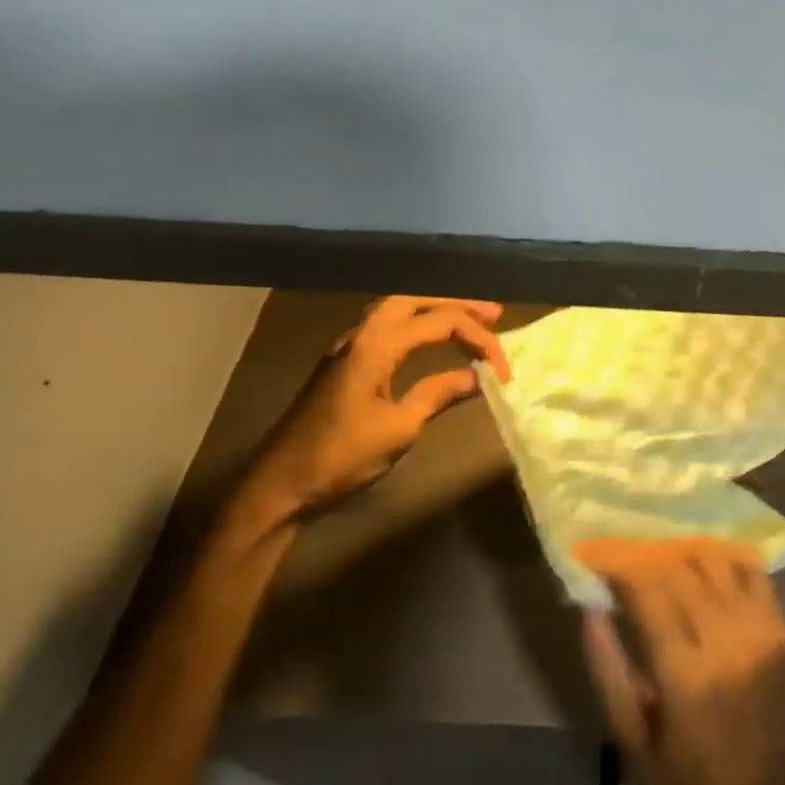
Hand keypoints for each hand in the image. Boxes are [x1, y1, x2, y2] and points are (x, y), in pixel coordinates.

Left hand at [228, 296, 510, 531]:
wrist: (280, 484)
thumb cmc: (341, 457)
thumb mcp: (399, 428)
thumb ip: (438, 394)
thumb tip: (476, 377)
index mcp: (375, 346)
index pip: (440, 324)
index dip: (479, 340)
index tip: (504, 370)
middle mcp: (361, 335)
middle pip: (415, 300)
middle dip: (457, 304)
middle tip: (493, 315)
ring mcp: (348, 348)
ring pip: (397, 310)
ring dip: (434, 310)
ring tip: (469, 320)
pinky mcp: (344, 364)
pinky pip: (386, 327)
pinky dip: (416, 324)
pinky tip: (429, 339)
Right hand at [575, 538, 784, 784]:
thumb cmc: (686, 782)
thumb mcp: (631, 736)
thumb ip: (607, 665)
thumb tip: (589, 605)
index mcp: (687, 674)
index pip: (648, 589)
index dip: (616, 564)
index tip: (591, 555)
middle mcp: (728, 641)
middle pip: (679, 568)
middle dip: (641, 553)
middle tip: (616, 554)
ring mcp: (761, 630)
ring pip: (714, 560)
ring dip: (679, 550)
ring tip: (653, 557)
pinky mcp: (781, 628)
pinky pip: (751, 570)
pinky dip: (721, 556)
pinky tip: (698, 560)